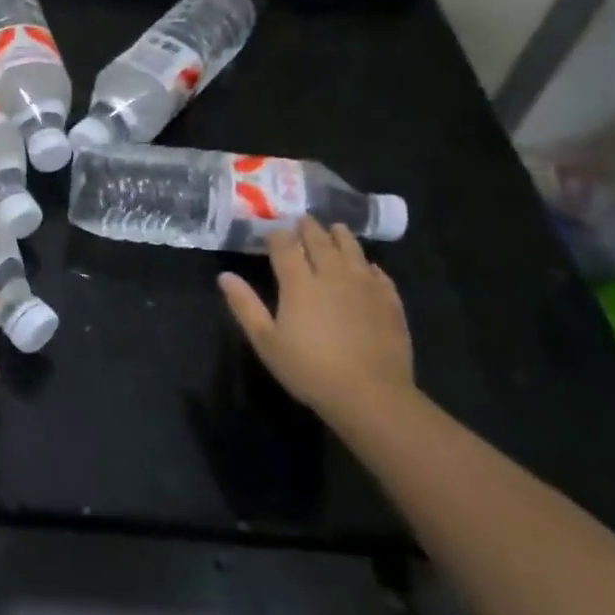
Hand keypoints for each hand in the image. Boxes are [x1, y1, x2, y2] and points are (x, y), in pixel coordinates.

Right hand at [218, 219, 414, 424]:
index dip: (277, 235)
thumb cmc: (309, 369)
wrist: (371, 395)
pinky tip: (368, 266)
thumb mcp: (266, 341)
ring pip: (352, 250)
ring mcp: (365, 285)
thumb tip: (225, 276)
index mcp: (299, 282)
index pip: (285, 246)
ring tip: (336, 229)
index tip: (271, 231)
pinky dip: (369, 264)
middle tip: (303, 220)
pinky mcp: (390, 301)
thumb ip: (245, 305)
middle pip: (320, 241)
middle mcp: (332, 274)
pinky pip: (379, 273)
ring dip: (341, 236)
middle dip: (309, 228)